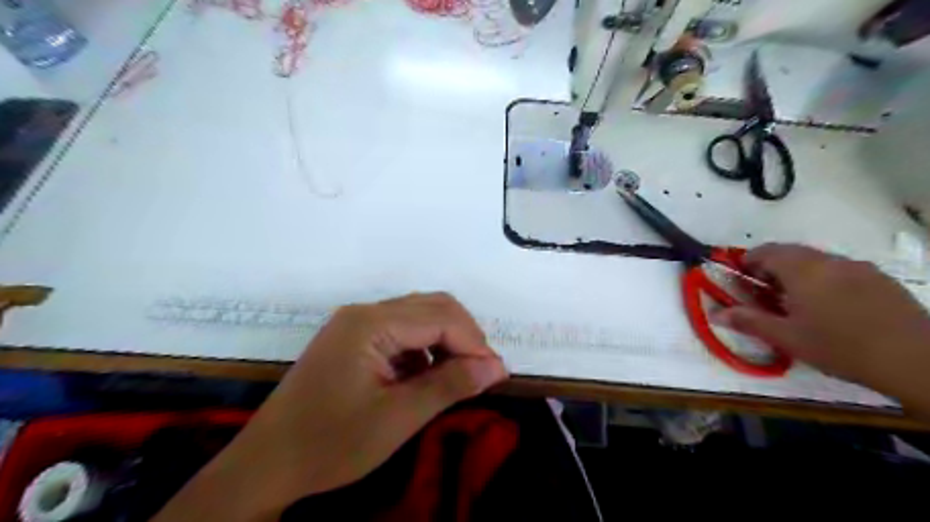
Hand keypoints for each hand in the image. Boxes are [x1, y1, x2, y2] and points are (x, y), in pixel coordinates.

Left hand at [156, 294, 511, 521]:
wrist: (266, 464)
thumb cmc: (331, 444)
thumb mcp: (398, 418)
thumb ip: (450, 385)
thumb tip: (496, 366)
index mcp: (371, 323)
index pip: (440, 318)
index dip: (474, 343)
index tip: (496, 375)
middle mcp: (364, 312)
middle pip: (432, 307)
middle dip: (464, 336)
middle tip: (481, 373)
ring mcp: (356, 323)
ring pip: (419, 315)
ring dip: (446, 340)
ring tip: (459, 375)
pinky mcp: (353, 338)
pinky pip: (402, 330)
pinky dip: (425, 348)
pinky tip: (426, 376)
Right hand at [713, 242, 928, 410]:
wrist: (917, 360)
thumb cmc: (839, 347)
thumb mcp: (786, 337)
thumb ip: (748, 320)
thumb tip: (716, 313)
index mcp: (803, 270)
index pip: (766, 251)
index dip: (748, 261)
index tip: (741, 278)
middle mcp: (830, 261)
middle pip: (792, 253)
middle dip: (772, 267)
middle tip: (765, 293)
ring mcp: (860, 268)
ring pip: (818, 261)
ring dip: (799, 273)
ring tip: (797, 302)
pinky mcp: (881, 280)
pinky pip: (842, 270)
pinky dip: (825, 280)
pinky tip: (832, 308)